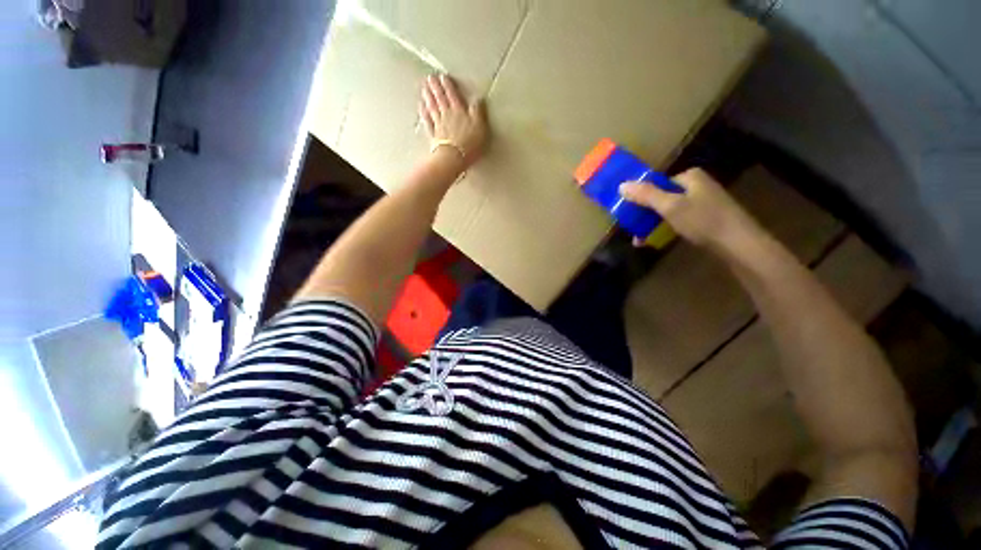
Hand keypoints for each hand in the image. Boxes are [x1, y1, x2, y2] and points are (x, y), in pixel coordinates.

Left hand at [420, 74, 487, 167]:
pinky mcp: (433, 135)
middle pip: (440, 98)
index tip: (443, 76)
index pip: (453, 95)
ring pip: (432, 107)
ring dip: (428, 96)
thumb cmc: (469, 143)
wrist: (454, 157)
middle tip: (430, 77)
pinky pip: (427, 121)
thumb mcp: (480, 126)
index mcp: (459, 111)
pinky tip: (420, 107)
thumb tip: (478, 98)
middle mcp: (447, 114)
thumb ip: (478, 111)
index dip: (448, 85)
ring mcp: (438, 124)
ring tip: (424, 87)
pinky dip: (423, 113)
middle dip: (435, 87)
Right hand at [619, 168, 762, 251]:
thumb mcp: (670, 206)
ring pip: (669, 211)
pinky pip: (679, 220)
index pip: (657, 183)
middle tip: (632, 230)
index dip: (640, 197)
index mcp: (690, 177)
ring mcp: (703, 203)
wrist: (739, 245)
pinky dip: (666, 229)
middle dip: (644, 215)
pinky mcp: (706, 218)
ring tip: (640, 241)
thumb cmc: (703, 220)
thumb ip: (646, 195)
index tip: (628, 213)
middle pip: (662, 197)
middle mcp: (697, 186)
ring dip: (652, 225)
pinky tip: (656, 241)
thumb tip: (621, 185)